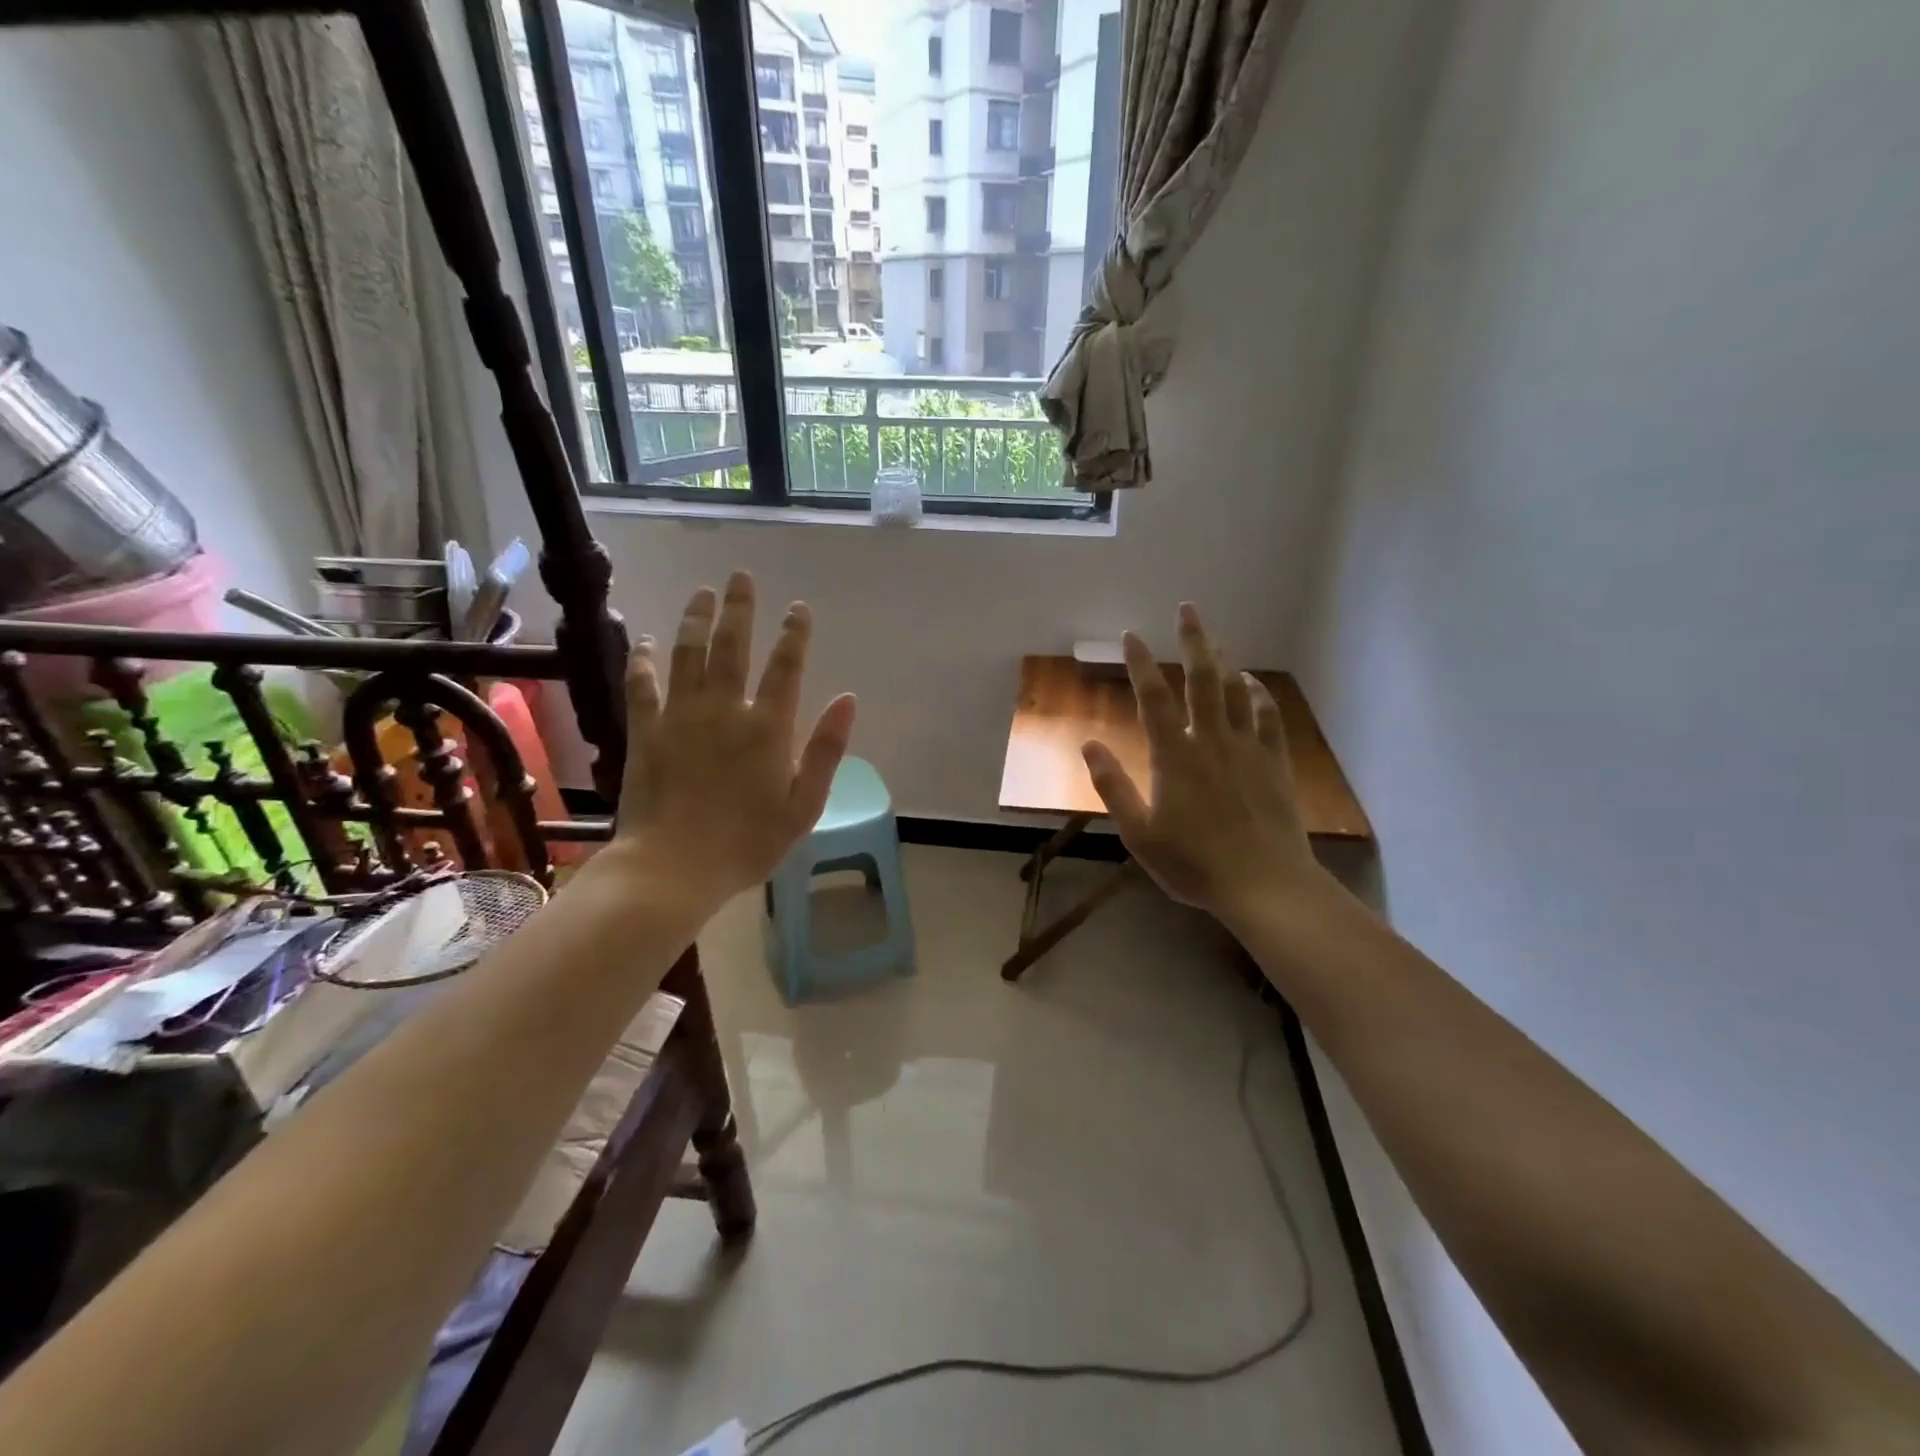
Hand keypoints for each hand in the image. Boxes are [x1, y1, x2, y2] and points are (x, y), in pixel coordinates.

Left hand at [610, 571, 855, 912]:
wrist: (673, 868)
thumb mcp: (804, 805)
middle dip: (740, 608)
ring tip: (702, 593)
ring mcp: (681, 716)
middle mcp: (724, 709)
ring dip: (695, 619)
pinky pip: (643, 684)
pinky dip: (643, 659)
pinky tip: (644, 640)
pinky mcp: (646, 731)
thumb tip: (848, 698)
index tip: (798, 607)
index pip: (786, 666)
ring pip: (687, 653)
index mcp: (768, 727)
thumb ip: (826, 750)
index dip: (794, 633)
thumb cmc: (748, 843)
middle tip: (741, 577)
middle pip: (733, 646)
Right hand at [1081, 604, 1328, 925]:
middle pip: (1202, 679)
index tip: (1131, 635)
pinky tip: (1252, 684)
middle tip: (1188, 608)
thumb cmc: (1193, 863)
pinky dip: (1259, 695)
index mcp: (1175, 756)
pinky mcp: (1273, 764)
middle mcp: (1211, 741)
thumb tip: (1088, 744)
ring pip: (1236, 692)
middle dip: (1193, 640)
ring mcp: (1247, 749)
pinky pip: (1268, 718)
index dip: (1140, 664)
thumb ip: (1113, 786)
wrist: (1264, 884)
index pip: (1153, 698)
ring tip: (1216, 639)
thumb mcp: (1138, 833)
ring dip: (1224, 661)